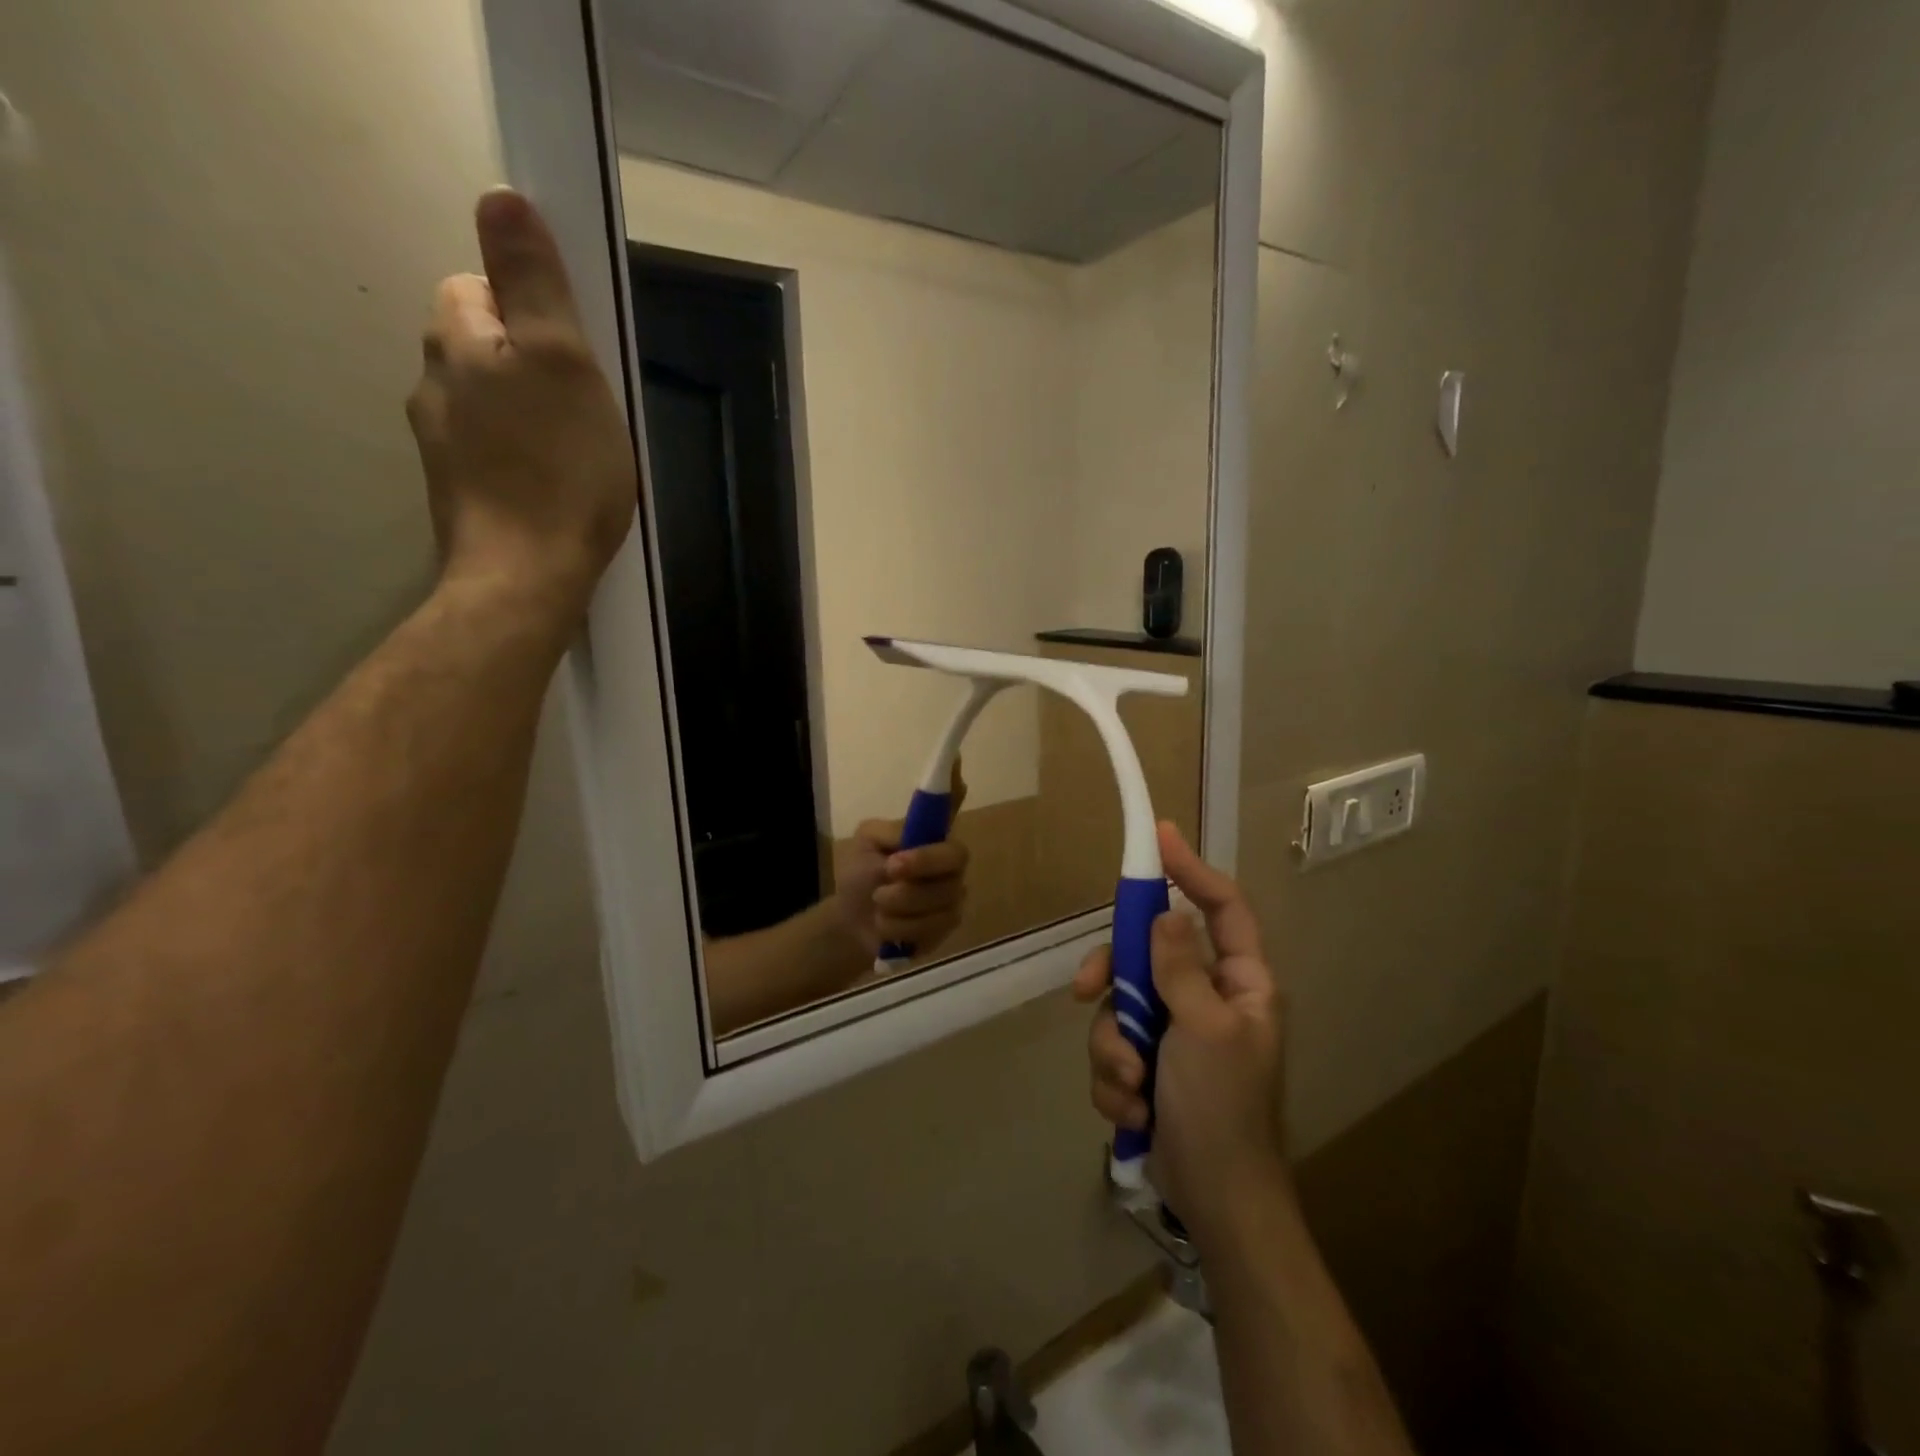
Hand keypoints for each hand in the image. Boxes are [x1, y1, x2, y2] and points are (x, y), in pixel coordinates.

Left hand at [407, 188, 634, 625]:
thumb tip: (500, 196)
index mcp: (457, 343)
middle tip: (585, 409)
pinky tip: (555, 490)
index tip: (575, 355)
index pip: (479, 288)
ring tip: (576, 456)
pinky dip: (522, 461)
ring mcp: (442, 447)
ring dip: (527, 417)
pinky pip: (494, 455)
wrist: (526, 578)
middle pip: (483, 349)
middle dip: (530, 366)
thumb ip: (534, 284)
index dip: (530, 311)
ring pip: (488, 406)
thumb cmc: (558, 470)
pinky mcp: (461, 496)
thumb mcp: (563, 364)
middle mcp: (434, 386)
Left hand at [832, 765, 969, 962]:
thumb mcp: (864, 846)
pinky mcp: (948, 924)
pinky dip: (900, 928)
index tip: (956, 759)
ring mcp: (953, 892)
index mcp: (927, 834)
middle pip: (954, 855)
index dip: (955, 783)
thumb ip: (888, 835)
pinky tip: (887, 926)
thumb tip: (911, 832)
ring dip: (899, 903)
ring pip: (940, 896)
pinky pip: (933, 925)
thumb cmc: (860, 876)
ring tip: (879, 903)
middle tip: (890, 871)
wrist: (851, 923)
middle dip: (921, 864)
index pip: (949, 805)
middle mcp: (948, 859)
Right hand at [1072, 822, 1287, 1237]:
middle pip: (1146, 954)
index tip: (1158, 839)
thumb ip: (1180, 967)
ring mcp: (1173, 1032)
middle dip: (1113, 979)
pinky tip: (1134, 1113)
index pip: (1221, 907)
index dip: (1191, 869)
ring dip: (1113, 1050)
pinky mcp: (1147, 1065)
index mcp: (1239, 982)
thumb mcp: (1204, 1030)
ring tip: (1132, 1088)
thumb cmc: (1223, 1108)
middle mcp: (1206, 997)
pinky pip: (1112, 1049)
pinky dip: (1115, 1082)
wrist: (1215, 1202)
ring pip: (1119, 1007)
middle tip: (1085, 990)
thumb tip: (1165, 912)